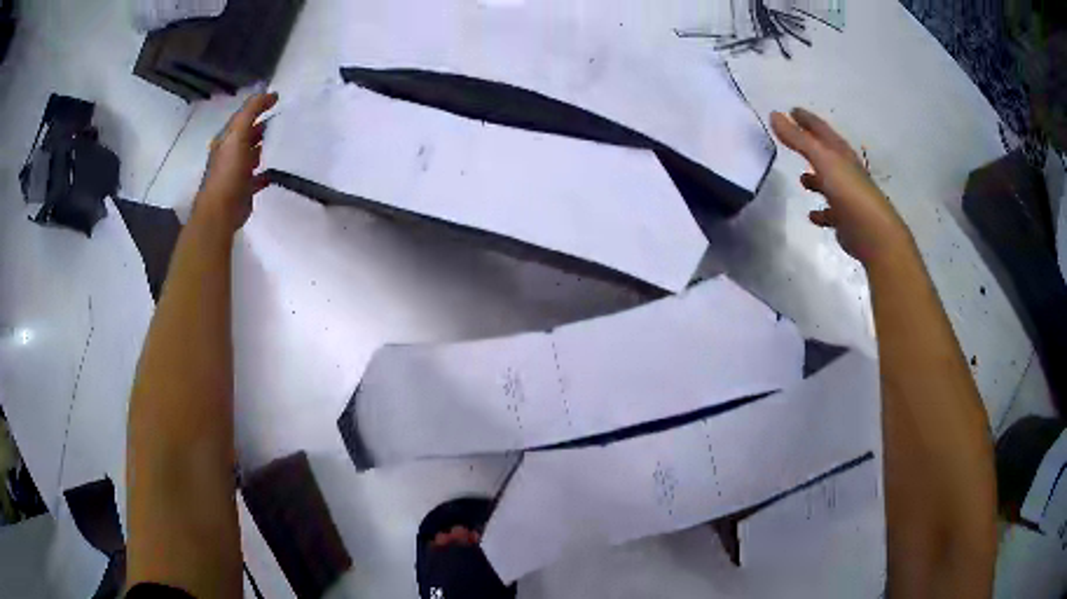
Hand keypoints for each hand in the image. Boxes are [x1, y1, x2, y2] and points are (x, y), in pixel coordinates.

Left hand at [194, 92, 278, 232]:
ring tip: (282, 140)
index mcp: (226, 139)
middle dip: (261, 125)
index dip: (258, 105)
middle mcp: (229, 153)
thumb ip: (250, 111)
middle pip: (247, 134)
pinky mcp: (244, 189)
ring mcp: (236, 172)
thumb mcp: (238, 134)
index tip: (278, 98)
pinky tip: (276, 171)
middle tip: (282, 117)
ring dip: (263, 146)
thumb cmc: (228, 171)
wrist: (221, 212)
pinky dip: (266, 172)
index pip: (243, 116)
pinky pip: (257, 176)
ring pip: (252, 154)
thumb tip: (268, 93)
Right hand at [771, 108, 912, 266]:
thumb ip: (798, 139)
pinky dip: (820, 211)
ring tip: (800, 179)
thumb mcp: (822, 160)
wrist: (875, 235)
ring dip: (815, 179)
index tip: (790, 110)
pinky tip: (812, 215)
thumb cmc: (850, 192)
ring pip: (828, 182)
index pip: (821, 129)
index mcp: (841, 153)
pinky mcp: (846, 220)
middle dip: (811, 146)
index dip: (806, 119)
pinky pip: (830, 212)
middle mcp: (846, 171)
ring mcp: (848, 195)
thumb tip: (774, 114)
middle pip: (826, 153)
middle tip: (793, 140)